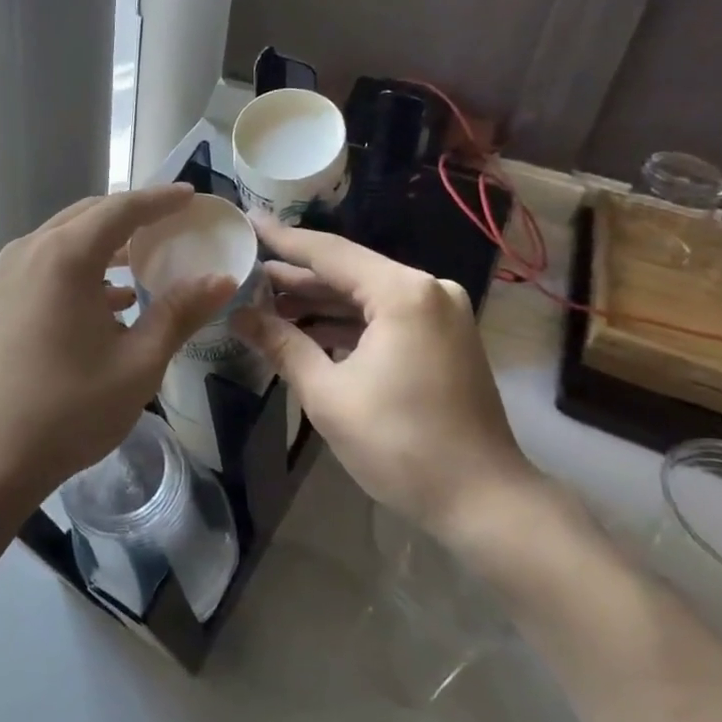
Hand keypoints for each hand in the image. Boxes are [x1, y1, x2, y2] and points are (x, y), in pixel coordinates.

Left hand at [0, 186, 236, 501]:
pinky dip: (82, 265)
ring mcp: (9, 271)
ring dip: (106, 241)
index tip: (191, 196)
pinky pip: (48, 261)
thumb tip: (223, 280)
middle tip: (173, 223)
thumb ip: (180, 312)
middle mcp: (32, 249)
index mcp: (65, 256)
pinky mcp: (0, 295)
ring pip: (66, 237)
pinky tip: (110, 299)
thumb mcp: (138, 363)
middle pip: (90, 214)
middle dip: (133, 215)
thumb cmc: (69, 409)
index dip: (159, 200)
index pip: (121, 209)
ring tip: (145, 258)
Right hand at [232, 216, 537, 538]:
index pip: (329, 253)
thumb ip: (282, 345)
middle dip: (297, 278)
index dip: (283, 240)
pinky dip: (348, 323)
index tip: (248, 220)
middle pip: (348, 272)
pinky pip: (385, 317)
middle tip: (247, 274)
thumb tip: (238, 316)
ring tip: (267, 305)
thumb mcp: (328, 394)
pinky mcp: (444, 338)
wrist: (483, 501)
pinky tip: (309, 331)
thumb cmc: (399, 445)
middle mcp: (427, 290)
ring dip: (320, 303)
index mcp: (403, 293)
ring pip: (366, 296)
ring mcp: (441, 313)